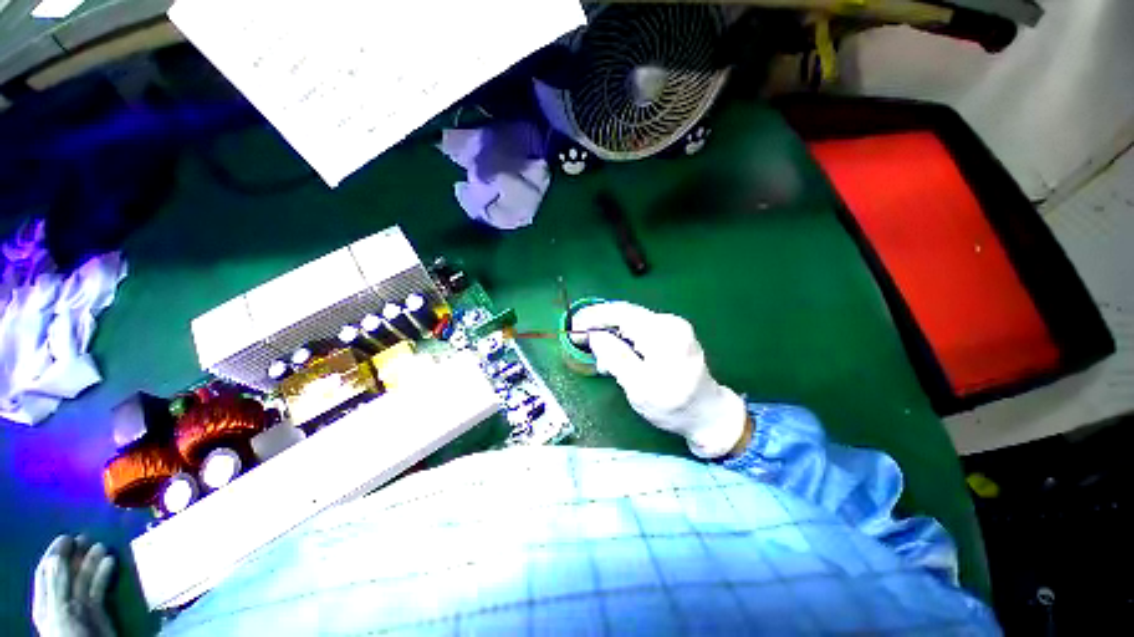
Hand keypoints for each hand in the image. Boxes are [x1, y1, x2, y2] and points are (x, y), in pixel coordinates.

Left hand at [32, 535, 116, 636]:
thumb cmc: (69, 632)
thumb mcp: (59, 610)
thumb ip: (57, 584)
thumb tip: (59, 553)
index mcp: (46, 600)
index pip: (47, 570)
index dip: (54, 553)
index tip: (67, 536)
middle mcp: (61, 600)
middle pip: (68, 572)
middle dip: (76, 554)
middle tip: (87, 536)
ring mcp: (80, 605)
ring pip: (86, 578)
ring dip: (92, 560)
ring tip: (102, 546)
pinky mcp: (98, 609)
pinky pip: (100, 587)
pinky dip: (105, 573)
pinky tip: (111, 562)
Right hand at [572, 302, 747, 458]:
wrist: (709, 414)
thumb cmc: (673, 406)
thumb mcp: (639, 387)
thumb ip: (616, 357)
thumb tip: (595, 335)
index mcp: (664, 333)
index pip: (621, 314)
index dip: (594, 318)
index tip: (574, 327)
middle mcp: (670, 322)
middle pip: (625, 314)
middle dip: (601, 326)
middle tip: (581, 342)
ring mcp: (673, 326)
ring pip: (631, 321)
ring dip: (612, 335)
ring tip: (601, 358)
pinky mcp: (672, 333)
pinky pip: (640, 328)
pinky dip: (624, 339)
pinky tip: (618, 355)